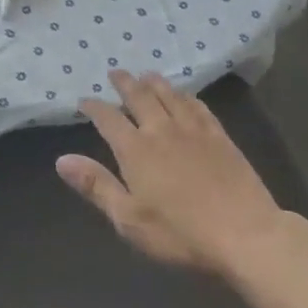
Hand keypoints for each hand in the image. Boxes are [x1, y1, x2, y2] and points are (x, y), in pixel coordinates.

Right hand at [56, 70, 283, 275]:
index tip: (84, 100)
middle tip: (115, 72)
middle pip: (139, 97)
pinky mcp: (220, 137)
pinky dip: (186, 97)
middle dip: (124, 84)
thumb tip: (61, 159)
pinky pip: (199, 107)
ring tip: (146, 74)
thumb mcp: (129, 219)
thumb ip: (96, 186)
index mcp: (135, 150)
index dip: (93, 107)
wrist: (246, 235)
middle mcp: (161, 130)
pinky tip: (185, 96)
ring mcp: (194, 131)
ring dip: (154, 83)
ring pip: (169, 96)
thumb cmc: (180, 233)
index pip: (107, 118)